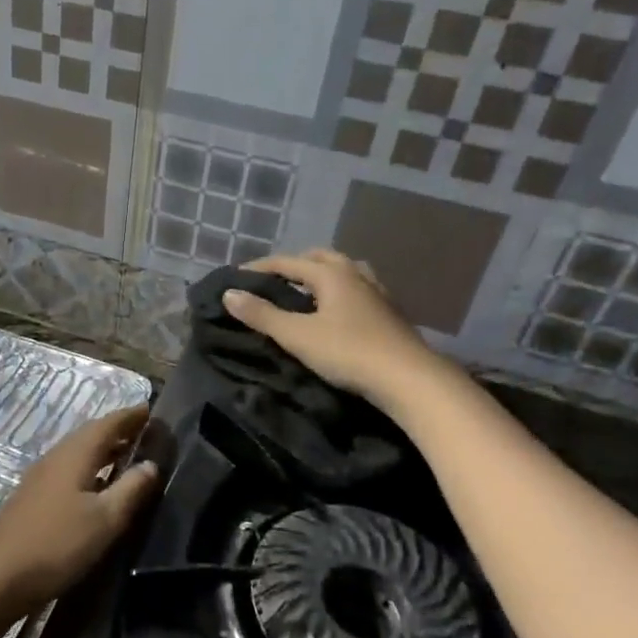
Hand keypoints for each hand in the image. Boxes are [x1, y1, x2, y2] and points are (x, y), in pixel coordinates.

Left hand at [0, 406, 159, 621]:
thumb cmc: (56, 545)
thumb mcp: (104, 520)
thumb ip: (131, 489)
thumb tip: (151, 463)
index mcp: (74, 455)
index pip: (107, 424)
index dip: (130, 416)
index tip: (151, 409)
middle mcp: (55, 458)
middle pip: (89, 436)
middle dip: (117, 432)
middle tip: (145, 434)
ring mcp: (39, 479)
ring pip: (77, 455)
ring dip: (103, 452)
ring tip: (127, 458)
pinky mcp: (31, 500)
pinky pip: (67, 472)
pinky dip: (89, 470)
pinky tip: (96, 489)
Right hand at [221, 250, 438, 406]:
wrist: (409, 379)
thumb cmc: (348, 352)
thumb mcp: (297, 335)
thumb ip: (262, 315)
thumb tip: (229, 294)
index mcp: (332, 274)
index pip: (288, 262)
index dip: (260, 268)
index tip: (237, 277)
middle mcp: (356, 276)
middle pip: (321, 258)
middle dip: (295, 264)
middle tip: (274, 280)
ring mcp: (378, 294)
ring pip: (345, 272)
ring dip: (323, 276)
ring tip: (307, 292)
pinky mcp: (390, 315)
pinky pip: (359, 291)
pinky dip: (341, 293)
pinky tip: (338, 313)